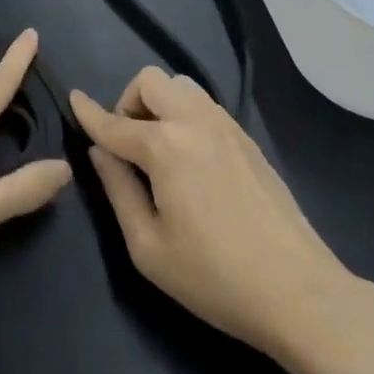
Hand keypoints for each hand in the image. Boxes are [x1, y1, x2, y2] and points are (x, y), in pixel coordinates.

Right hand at [70, 67, 373, 373]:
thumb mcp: (149, 248)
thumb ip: (118, 190)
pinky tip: (191, 158)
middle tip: (129, 145)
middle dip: (129, 103)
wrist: (299, 292)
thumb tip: (100, 152)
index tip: (73, 99)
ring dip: (160, 104)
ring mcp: (225, 125)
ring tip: (160, 149)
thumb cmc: (215, 277)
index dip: (88, 112)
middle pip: (150, 81)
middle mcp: (193, 121)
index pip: (114, 122)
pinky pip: (204, 105)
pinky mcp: (247, 138)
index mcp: (165, 146)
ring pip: (180, 85)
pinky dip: (185, 114)